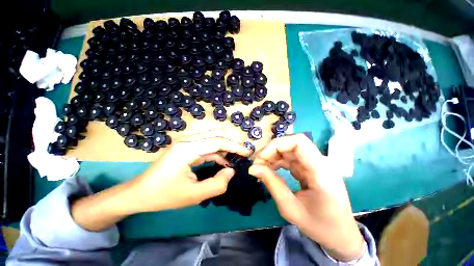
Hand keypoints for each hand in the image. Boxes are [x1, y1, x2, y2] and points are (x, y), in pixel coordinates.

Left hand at [128, 136, 251, 212]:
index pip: (218, 141)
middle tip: (243, 155)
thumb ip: (217, 184)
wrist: (139, 193)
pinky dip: (216, 153)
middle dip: (231, 145)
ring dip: (224, 149)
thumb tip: (231, 171)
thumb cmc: (164, 195)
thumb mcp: (193, 195)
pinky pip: (206, 147)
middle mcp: (188, 141)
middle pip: (216, 137)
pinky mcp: (186, 148)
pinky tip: (222, 162)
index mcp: (188, 148)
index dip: (235, 146)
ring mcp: (186, 143)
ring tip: (235, 159)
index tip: (247, 152)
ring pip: (212, 140)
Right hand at [248, 134, 363, 261]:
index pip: (298, 142)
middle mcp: (321, 162)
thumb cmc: (319, 226)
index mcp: (322, 172)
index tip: (261, 158)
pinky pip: (291, 157)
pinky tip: (270, 169)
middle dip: (271, 150)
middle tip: (257, 164)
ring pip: (289, 149)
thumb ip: (271, 184)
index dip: (276, 145)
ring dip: (273, 155)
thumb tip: (252, 168)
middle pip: (292, 143)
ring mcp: (316, 163)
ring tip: (261, 167)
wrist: (341, 234)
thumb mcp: (290, 208)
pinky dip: (278, 160)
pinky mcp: (311, 167)